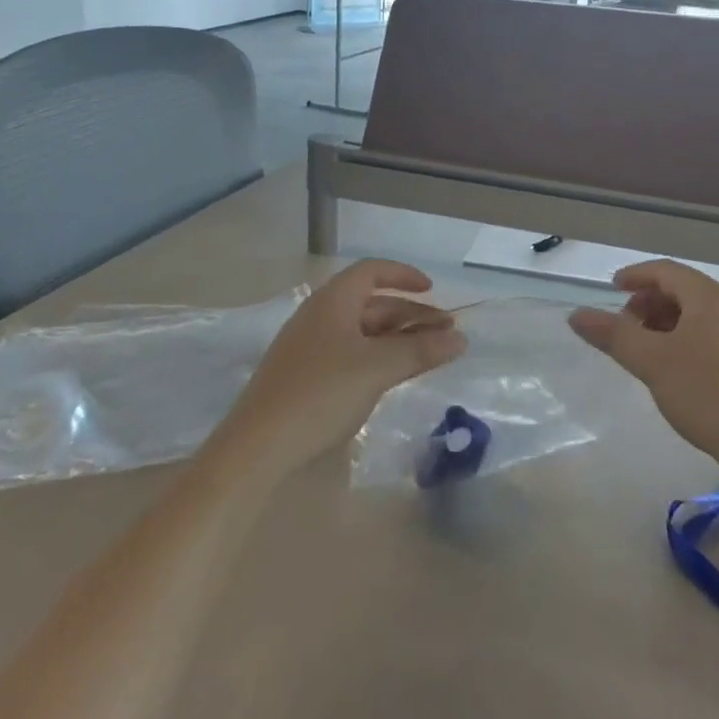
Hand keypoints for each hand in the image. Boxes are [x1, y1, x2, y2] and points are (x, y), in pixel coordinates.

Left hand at [211, 260, 465, 476]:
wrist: (257, 447)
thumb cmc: (321, 394)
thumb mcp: (377, 368)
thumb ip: (420, 350)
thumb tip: (461, 339)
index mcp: (333, 301)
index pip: (372, 271)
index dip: (404, 275)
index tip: (433, 291)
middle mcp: (320, 316)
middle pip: (372, 303)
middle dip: (410, 314)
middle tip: (446, 334)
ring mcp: (309, 347)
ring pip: (362, 332)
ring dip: (397, 338)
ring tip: (429, 356)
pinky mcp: (305, 377)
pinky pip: (350, 354)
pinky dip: (378, 357)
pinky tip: (393, 377)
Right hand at [568, 261, 718, 473]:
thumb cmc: (707, 394)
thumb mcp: (652, 363)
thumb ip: (613, 335)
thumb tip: (576, 314)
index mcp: (710, 298)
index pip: (666, 271)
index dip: (635, 276)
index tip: (612, 289)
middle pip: (684, 291)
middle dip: (650, 303)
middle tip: (626, 328)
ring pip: (701, 316)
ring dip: (668, 324)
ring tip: (648, 352)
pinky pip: (716, 337)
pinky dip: (690, 341)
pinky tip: (680, 372)